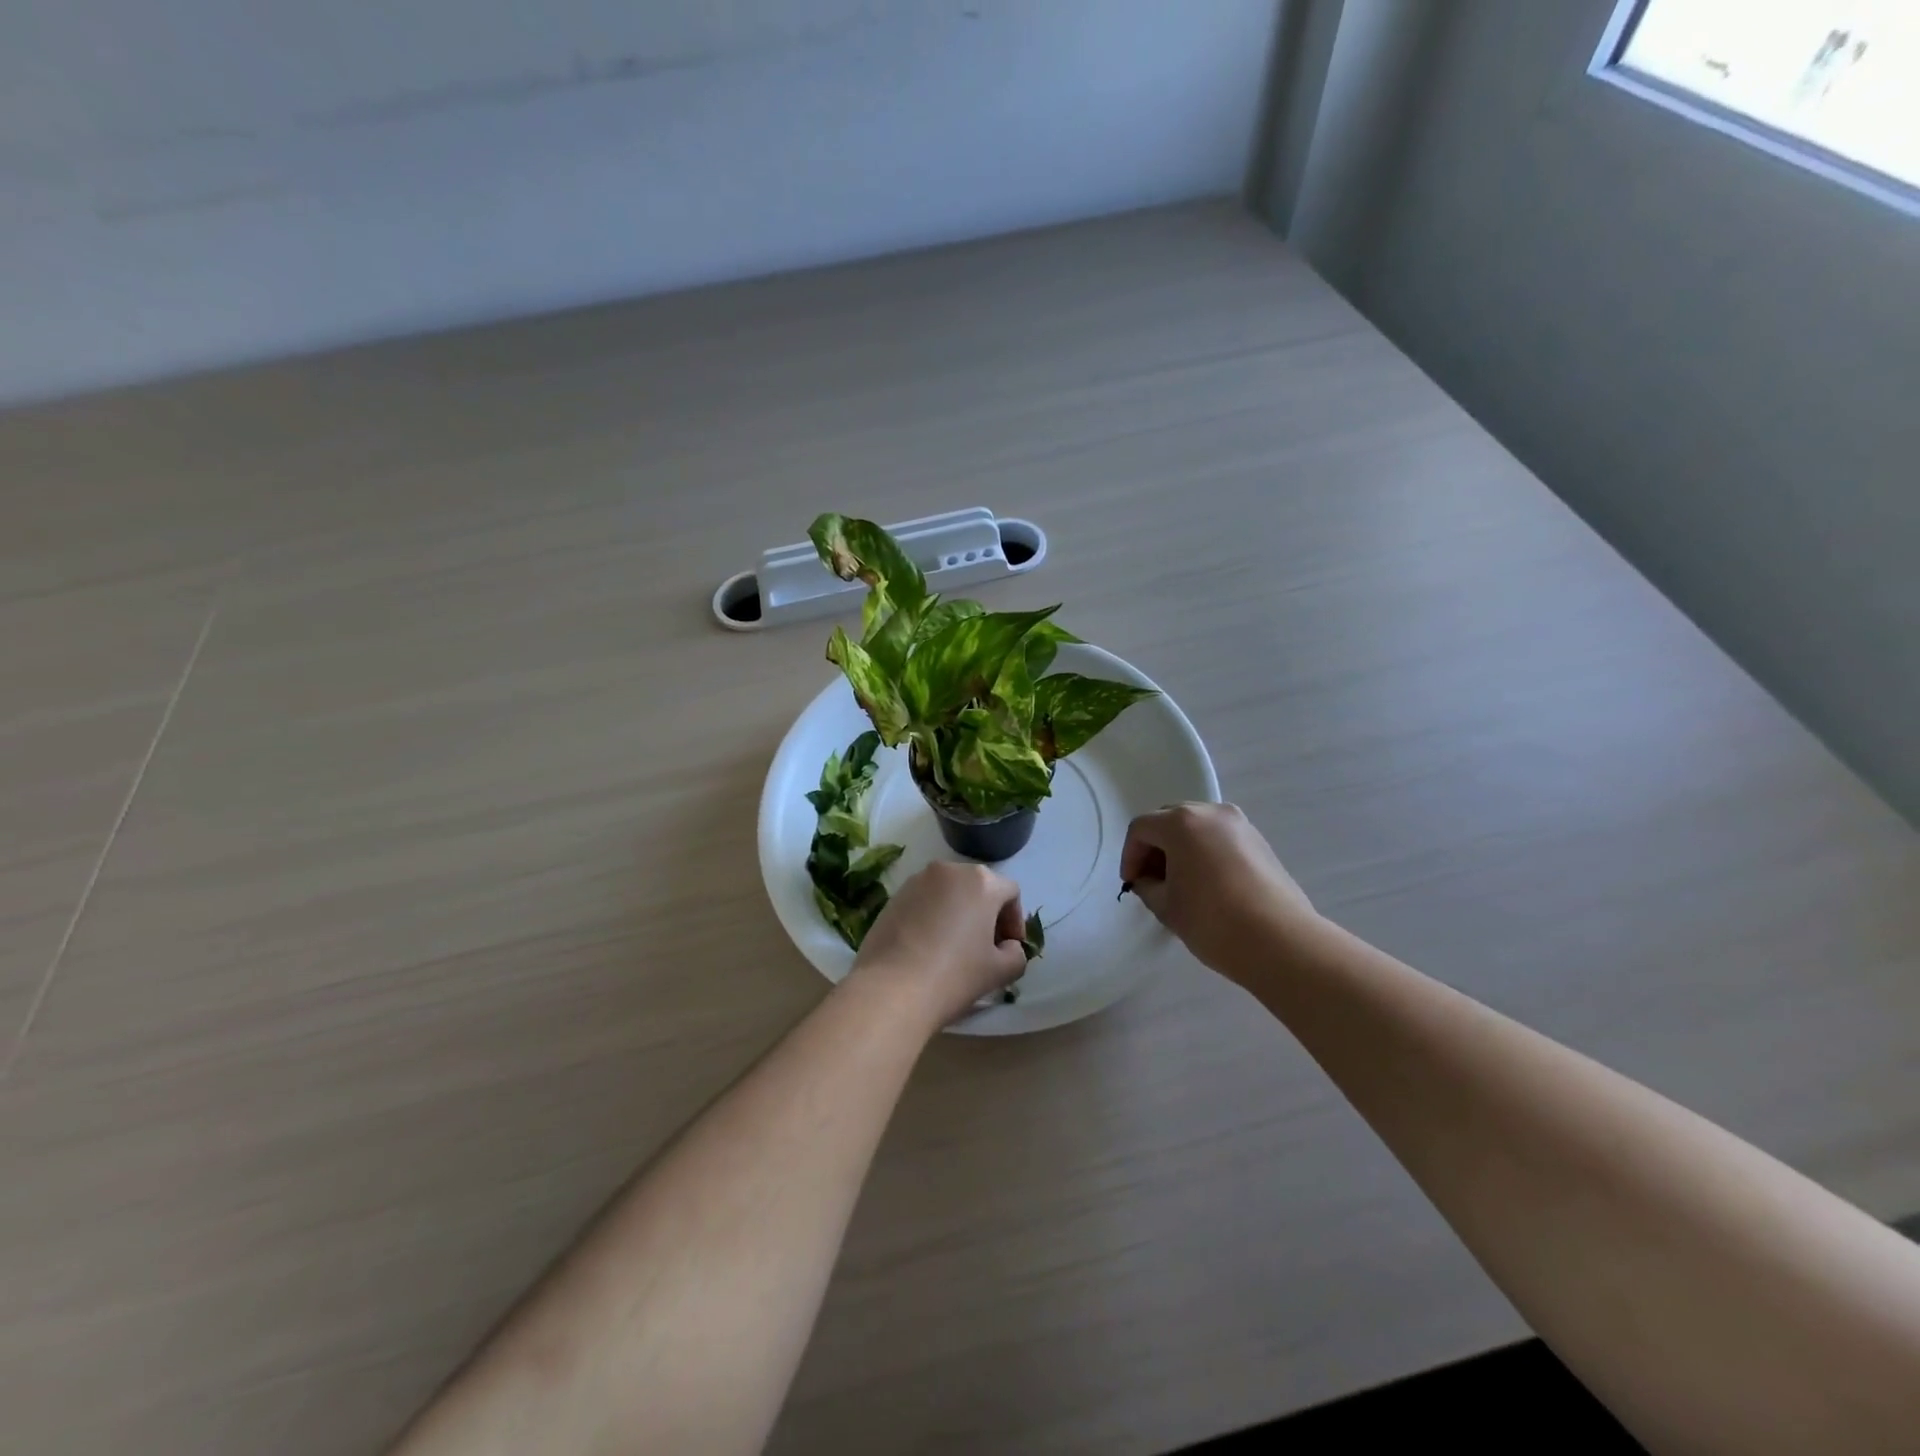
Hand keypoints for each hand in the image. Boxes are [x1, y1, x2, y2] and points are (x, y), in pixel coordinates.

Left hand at [848, 862, 1030, 1028]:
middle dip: (986, 914)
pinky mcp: (893, 897)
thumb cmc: (954, 975)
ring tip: (954, 948)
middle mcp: (949, 870)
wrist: (891, 989)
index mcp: (981, 881)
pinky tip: (927, 947)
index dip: (1015, 921)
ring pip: (949, 892)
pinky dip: (932, 917)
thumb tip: (1007, 947)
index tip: (1009, 948)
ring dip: (958, 913)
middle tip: (985, 947)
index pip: (1010, 893)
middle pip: (978, 887)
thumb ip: (1016, 954)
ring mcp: (916, 880)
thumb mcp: (1001, 971)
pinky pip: (924, 901)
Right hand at [1120, 802, 1318, 980]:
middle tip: (1152, 880)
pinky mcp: (1260, 841)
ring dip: (1181, 848)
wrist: (1281, 942)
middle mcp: (1211, 812)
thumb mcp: (1166, 906)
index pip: (1141, 828)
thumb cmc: (1213, 921)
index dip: (1129, 855)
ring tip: (1180, 883)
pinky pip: (1220, 837)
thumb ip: (1147, 886)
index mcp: (1181, 822)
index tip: (1132, 883)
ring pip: (1197, 826)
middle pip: (1169, 820)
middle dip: (1155, 847)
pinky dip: (1205, 852)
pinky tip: (1208, 884)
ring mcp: (1240, 824)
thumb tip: (1148, 880)